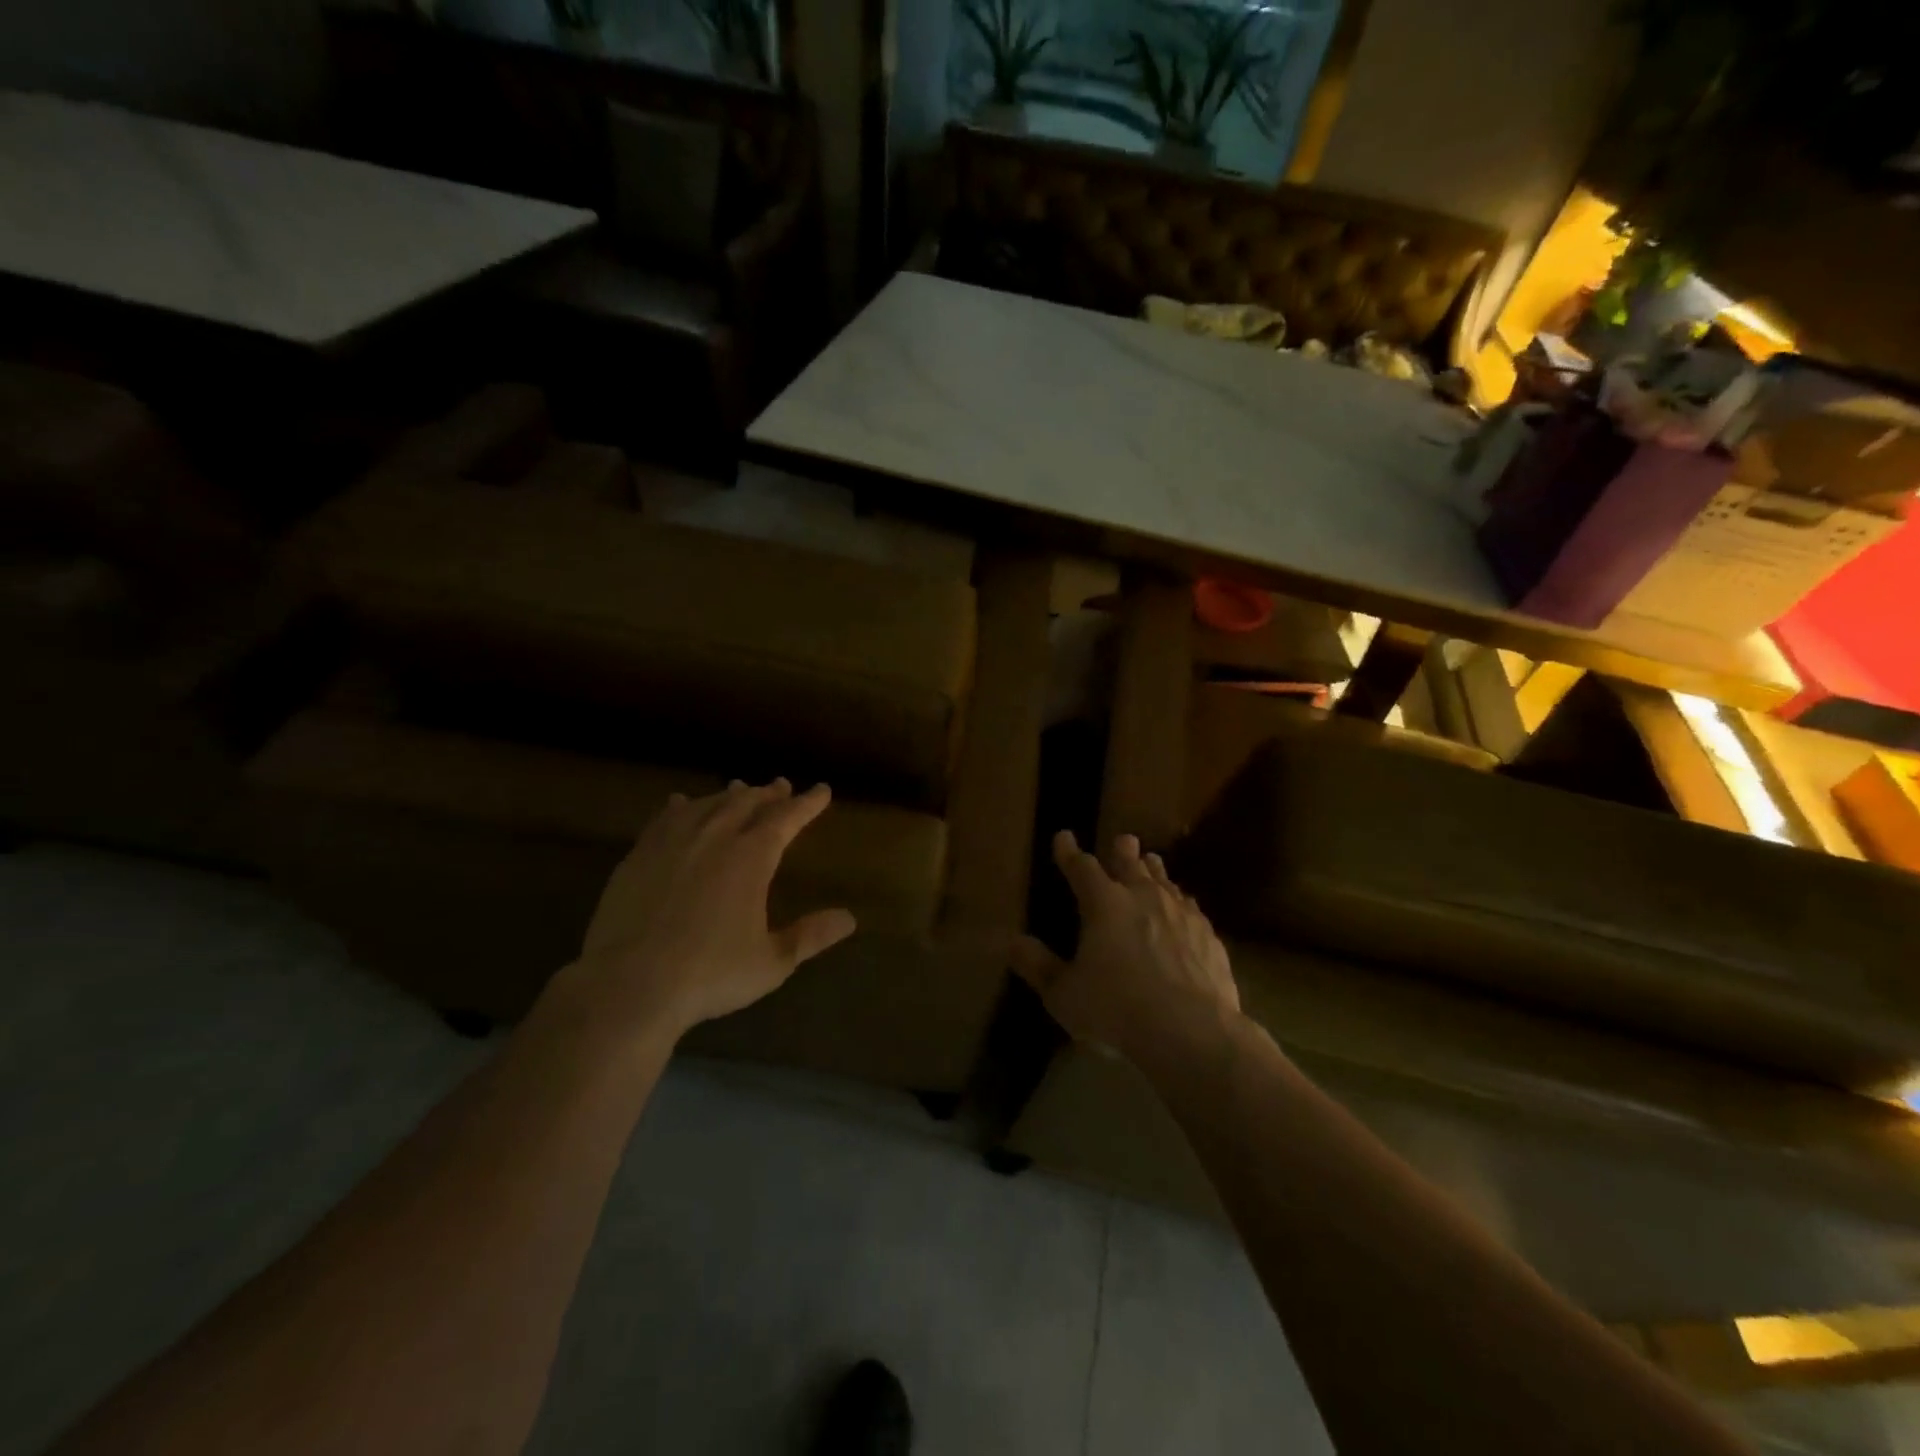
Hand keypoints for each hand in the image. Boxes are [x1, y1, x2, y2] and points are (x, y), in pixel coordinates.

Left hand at [567, 779, 856, 1039]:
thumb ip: (810, 936)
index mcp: (751, 858)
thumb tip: (849, 918)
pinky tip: (681, 804)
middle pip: (747, 804)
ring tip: (740, 789)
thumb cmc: (710, 974)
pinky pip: (665, 818)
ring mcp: (673, 843)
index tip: (822, 790)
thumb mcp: (772, 962)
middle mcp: (714, 838)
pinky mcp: (639, 856)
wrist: (630, 985)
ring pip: (707, 805)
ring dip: (729, 796)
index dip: (807, 803)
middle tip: (781, 786)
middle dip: (769, 794)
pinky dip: (681, 807)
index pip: (787, 819)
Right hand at [1012, 831, 1238, 1061]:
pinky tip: (1184, 909)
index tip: (1063, 837)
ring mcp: (1180, 913)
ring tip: (1152, 863)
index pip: (1081, 867)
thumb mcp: (1064, 994)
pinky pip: (1191, 908)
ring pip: (1164, 881)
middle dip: (1122, 851)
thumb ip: (1038, 966)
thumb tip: (1012, 942)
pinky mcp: (1208, 935)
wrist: (1191, 1031)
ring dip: (1154, 871)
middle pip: (1131, 864)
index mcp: (1103, 904)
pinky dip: (1181, 902)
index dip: (1069, 852)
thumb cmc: (1116, 1010)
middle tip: (1123, 840)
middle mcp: (1143, 897)